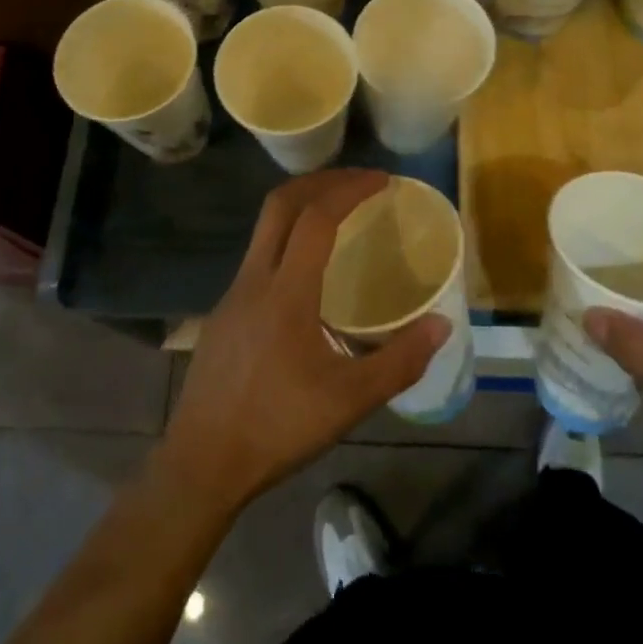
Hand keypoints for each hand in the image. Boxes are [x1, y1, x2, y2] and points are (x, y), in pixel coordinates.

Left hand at [157, 169, 448, 516]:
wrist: (200, 463)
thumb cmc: (277, 428)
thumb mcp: (349, 401)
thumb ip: (399, 361)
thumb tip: (442, 324)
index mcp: (285, 292)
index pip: (316, 218)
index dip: (349, 189)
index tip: (381, 180)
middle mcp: (254, 280)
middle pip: (280, 204)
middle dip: (321, 182)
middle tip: (358, 182)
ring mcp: (233, 295)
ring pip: (264, 229)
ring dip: (300, 208)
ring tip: (338, 217)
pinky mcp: (224, 314)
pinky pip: (258, 257)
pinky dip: (287, 240)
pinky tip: (307, 275)